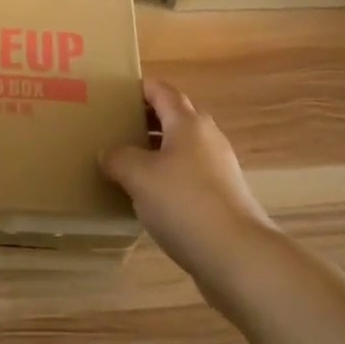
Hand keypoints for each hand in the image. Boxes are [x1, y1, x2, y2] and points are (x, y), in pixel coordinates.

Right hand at [102, 80, 273, 276]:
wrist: (237, 255)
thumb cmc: (184, 203)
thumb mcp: (138, 176)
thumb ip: (117, 158)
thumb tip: (107, 154)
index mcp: (187, 122)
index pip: (161, 90)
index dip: (139, 88)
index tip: (115, 93)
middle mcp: (207, 136)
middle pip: (175, 116)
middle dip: (147, 118)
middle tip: (117, 127)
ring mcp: (220, 167)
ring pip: (183, 147)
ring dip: (158, 149)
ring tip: (129, 163)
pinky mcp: (224, 196)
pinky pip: (191, 174)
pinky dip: (171, 176)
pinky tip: (153, 197)